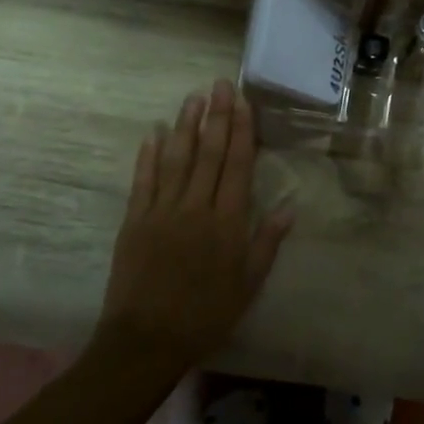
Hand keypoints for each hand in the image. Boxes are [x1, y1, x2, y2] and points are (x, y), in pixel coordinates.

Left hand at [93, 80, 293, 376]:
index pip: (238, 165)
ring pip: (176, 159)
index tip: (242, 102)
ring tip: (193, 98)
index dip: (242, 130)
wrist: (147, 340)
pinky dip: (148, 154)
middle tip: (219, 84)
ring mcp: (162, 211)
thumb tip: (289, 206)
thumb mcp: (248, 285)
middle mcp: (196, 208)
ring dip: (185, 126)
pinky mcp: (135, 220)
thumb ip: (267, 243)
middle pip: (209, 153)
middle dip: (216, 116)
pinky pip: (144, 180)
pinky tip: (153, 132)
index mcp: (227, 223)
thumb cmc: (206, 315)